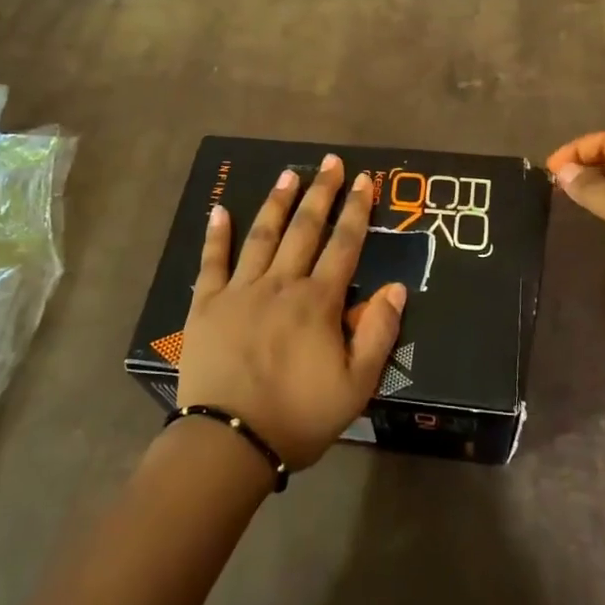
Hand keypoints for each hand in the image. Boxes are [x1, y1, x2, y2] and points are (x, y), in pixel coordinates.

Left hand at [178, 154, 407, 469]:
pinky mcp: (207, 305)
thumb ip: (378, 333)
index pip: (344, 245)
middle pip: (305, 229)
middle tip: (331, 162)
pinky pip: (212, 262)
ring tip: (289, 173)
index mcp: (318, 302)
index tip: (365, 179)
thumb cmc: (298, 417)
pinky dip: (216, 235)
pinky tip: (220, 210)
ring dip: (278, 202)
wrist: (229, 442)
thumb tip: (397, 287)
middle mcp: (281, 284)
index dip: (357, 210)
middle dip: (321, 192)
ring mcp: (241, 290)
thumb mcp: (356, 386)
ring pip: (263, 235)